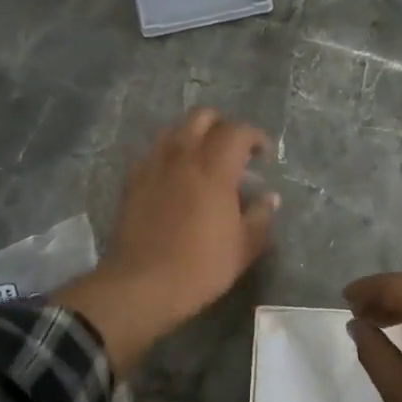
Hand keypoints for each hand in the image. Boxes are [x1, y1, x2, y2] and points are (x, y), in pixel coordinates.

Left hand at [55, 109, 277, 372]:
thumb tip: (269, 197)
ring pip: (173, 130)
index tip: (263, 154)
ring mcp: (153, 166)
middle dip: (222, 126)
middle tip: (233, 150)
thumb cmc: (201, 267)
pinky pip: (152, 153)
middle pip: (202, 117)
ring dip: (192, 136)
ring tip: (201, 159)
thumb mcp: (244, 247)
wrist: (142, 285)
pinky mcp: (131, 181)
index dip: (254, 136)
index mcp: (215, 168)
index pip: (237, 131)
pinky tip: (173, 177)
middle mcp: (183, 157)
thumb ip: (260, 216)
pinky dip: (168, 155)